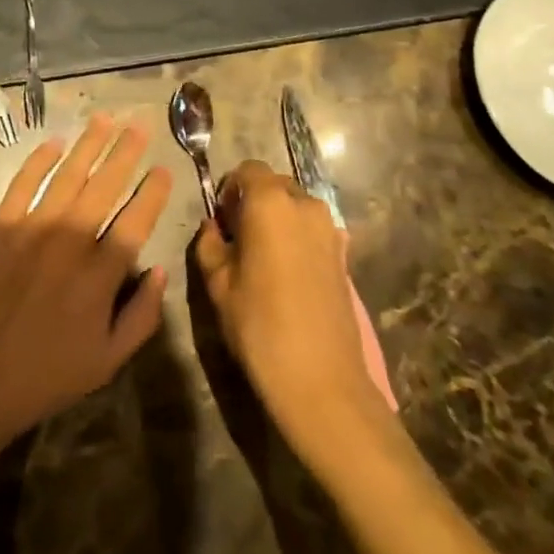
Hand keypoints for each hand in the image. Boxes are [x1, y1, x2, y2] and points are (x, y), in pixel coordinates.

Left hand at [0, 116, 173, 445]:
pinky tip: (54, 142)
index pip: (136, 220)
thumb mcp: (108, 362)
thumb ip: (142, 315)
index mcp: (101, 274)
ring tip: (104, 118)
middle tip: (139, 125)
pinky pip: (24, 182)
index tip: (164, 169)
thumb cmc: (47, 375)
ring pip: (68, 174)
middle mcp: (71, 240)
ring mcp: (33, 228)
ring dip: (89, 144)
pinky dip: (39, 160)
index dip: (153, 192)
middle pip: (105, 185)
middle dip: (126, 152)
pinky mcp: (0, 225)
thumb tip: (160, 270)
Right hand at [194, 161, 389, 451]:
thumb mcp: (218, 285)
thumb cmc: (261, 327)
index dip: (230, 189)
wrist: (323, 383)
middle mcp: (304, 204)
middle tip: (238, 239)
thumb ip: (209, 245)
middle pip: (274, 184)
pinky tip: (288, 275)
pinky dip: (297, 239)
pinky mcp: (344, 255)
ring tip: (264, 259)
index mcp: (270, 202)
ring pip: (296, 207)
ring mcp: (330, 229)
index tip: (222, 220)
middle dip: (254, 202)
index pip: (248, 170)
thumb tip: (213, 228)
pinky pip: (313, 230)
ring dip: (278, 220)